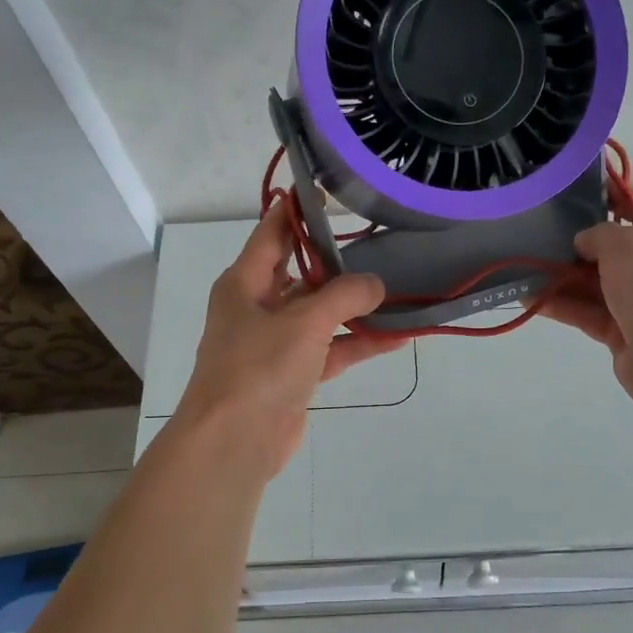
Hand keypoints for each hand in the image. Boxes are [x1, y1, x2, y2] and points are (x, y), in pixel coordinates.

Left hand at [174, 201, 405, 479]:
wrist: (234, 441)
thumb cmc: (259, 367)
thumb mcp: (304, 321)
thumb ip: (344, 296)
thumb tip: (375, 285)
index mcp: (245, 283)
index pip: (272, 233)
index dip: (297, 211)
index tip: (326, 190)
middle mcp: (257, 307)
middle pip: (301, 274)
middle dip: (337, 262)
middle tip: (378, 242)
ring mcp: (275, 343)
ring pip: (320, 314)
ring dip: (354, 307)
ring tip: (397, 290)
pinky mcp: (293, 375)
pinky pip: (330, 349)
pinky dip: (358, 343)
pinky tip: (398, 336)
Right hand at [542, 191, 632, 414]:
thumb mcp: (628, 244)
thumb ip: (600, 233)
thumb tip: (584, 243)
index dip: (610, 198)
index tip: (573, 194)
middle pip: (619, 250)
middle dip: (580, 245)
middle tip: (542, 233)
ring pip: (601, 284)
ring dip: (566, 277)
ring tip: (528, 266)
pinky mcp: (628, 334)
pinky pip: (591, 313)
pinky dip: (564, 306)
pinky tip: (531, 298)